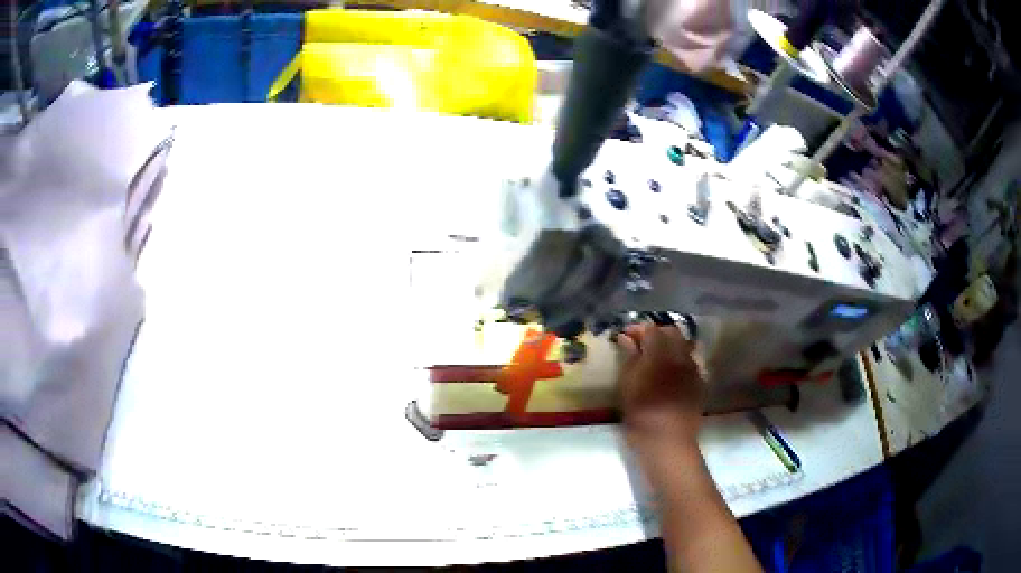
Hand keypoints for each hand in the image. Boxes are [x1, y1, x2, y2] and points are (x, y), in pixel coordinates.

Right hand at [615, 322, 705, 451]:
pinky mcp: (699, 382)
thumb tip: (626, 337)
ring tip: (655, 359)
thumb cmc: (641, 415)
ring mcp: (693, 369)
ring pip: (684, 345)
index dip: (637, 330)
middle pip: (671, 332)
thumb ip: (629, 358)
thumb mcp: (627, 386)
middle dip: (656, 334)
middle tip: (640, 346)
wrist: (668, 442)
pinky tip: (669, 374)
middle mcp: (681, 356)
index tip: (625, 337)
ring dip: (669, 346)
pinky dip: (679, 360)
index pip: (651, 329)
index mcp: (661, 354)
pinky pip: (690, 361)